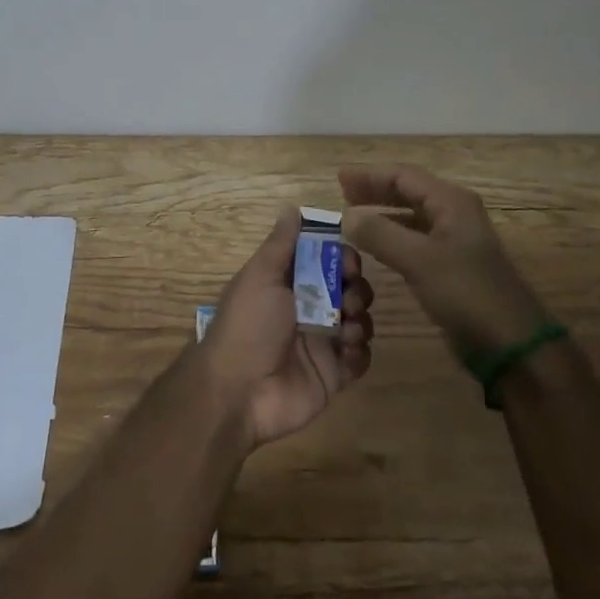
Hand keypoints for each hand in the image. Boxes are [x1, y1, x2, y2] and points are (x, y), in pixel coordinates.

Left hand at [203, 206, 374, 446]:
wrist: (238, 391)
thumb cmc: (248, 325)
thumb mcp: (260, 277)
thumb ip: (280, 244)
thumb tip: (291, 207)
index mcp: (290, 284)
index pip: (328, 261)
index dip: (343, 258)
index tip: (348, 263)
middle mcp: (309, 310)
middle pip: (349, 289)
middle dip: (357, 289)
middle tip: (349, 300)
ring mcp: (323, 343)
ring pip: (360, 322)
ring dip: (361, 320)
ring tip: (346, 330)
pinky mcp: (333, 375)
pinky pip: (361, 359)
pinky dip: (361, 353)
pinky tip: (347, 352)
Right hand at [339, 164, 549, 360]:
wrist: (511, 345)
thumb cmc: (467, 294)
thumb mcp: (419, 260)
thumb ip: (380, 234)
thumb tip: (347, 215)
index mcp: (451, 202)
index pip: (403, 175)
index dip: (369, 175)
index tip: (339, 178)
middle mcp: (455, 214)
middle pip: (408, 191)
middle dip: (375, 190)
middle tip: (343, 193)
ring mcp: (456, 241)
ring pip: (412, 215)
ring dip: (383, 213)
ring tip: (353, 217)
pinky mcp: (453, 266)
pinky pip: (416, 239)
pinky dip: (394, 236)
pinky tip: (377, 247)